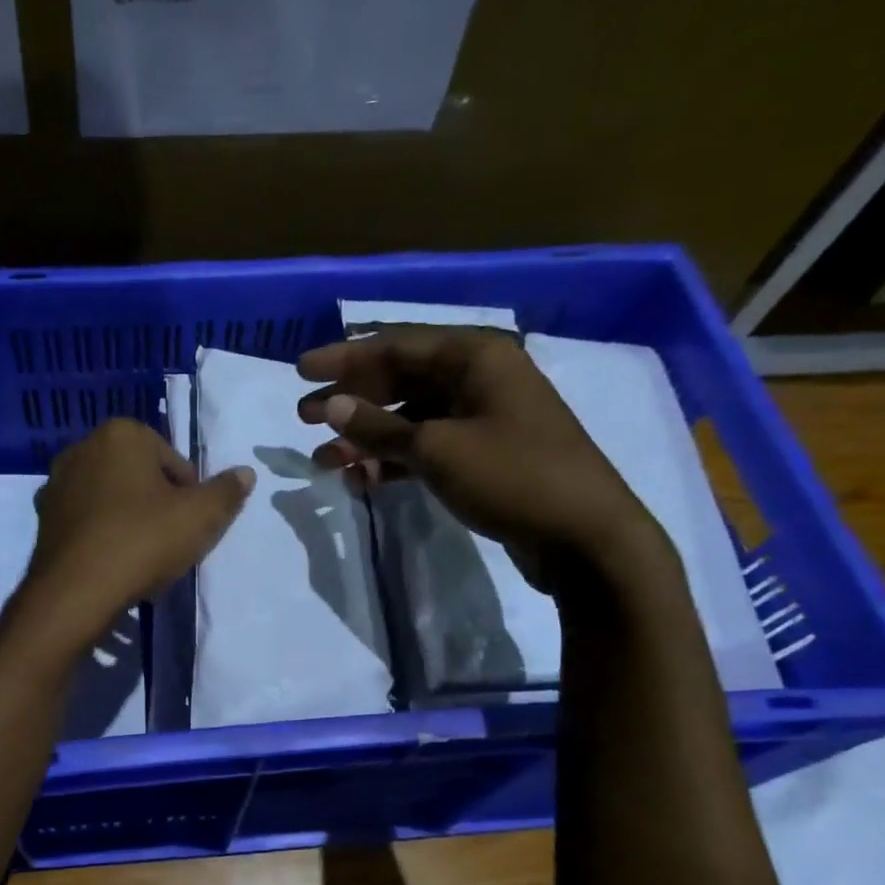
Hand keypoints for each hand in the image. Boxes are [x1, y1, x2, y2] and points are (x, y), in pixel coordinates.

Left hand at [17, 417, 252, 645]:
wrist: (76, 591)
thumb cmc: (143, 541)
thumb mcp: (201, 517)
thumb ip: (227, 492)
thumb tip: (245, 473)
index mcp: (122, 434)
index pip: (174, 461)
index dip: (189, 495)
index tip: (189, 525)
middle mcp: (83, 447)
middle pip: (139, 476)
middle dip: (156, 503)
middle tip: (168, 541)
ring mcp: (57, 482)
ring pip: (111, 497)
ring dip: (128, 518)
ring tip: (140, 555)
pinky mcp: (43, 517)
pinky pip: (86, 519)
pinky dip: (101, 533)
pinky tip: (111, 561)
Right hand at [296, 326, 659, 590]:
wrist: (584, 538)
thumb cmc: (512, 476)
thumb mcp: (437, 449)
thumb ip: (378, 427)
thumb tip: (329, 405)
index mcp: (475, 357)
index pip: (396, 346)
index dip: (344, 358)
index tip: (300, 371)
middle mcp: (478, 379)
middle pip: (400, 380)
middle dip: (351, 400)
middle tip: (304, 418)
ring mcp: (482, 419)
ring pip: (410, 419)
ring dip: (367, 438)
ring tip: (324, 462)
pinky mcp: (483, 456)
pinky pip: (426, 448)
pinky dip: (394, 462)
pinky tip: (363, 480)